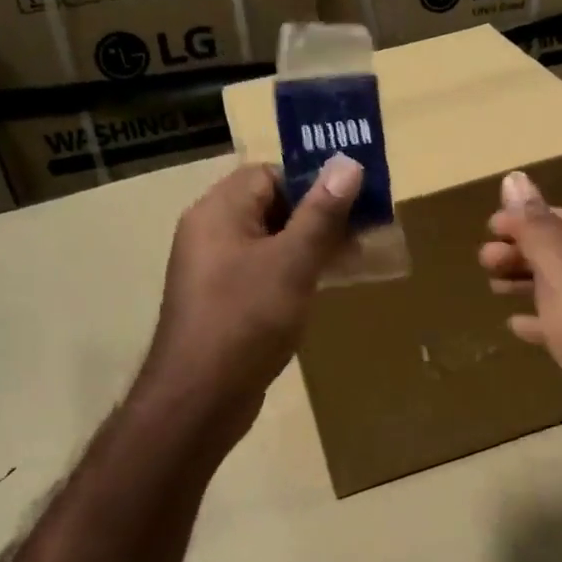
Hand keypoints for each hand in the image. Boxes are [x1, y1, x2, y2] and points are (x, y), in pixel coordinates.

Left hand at [137, 155, 361, 449]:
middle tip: (361, 231)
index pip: (268, 174)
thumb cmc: (246, 319)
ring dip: (310, 246)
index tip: (351, 201)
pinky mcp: (224, 300)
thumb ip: (321, 213)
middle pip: (271, 206)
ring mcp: (215, 269)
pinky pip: (263, 271)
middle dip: (318, 216)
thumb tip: (348, 163)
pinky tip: (322, 288)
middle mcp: (211, 233)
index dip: (311, 182)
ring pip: (271, 241)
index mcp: (218, 211)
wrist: (200, 398)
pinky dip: (293, 272)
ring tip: (352, 259)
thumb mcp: (292, 262)